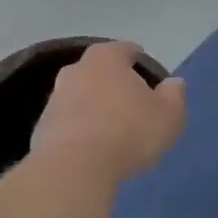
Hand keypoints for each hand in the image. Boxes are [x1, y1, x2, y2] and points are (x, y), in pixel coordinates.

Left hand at [30, 42, 186, 186]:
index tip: (153, 83)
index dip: (143, 64)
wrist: (74, 167)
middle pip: (101, 71)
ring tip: (113, 132)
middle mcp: (76, 69)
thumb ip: (174, 95)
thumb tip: (173, 83)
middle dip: (116, 85)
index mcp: (107, 57)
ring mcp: (55, 97)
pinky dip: (80, 129)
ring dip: (96, 108)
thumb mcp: (169, 115)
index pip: (128, 50)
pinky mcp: (42, 126)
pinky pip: (69, 122)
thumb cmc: (129, 132)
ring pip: (82, 96)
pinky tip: (92, 149)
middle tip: (134, 107)